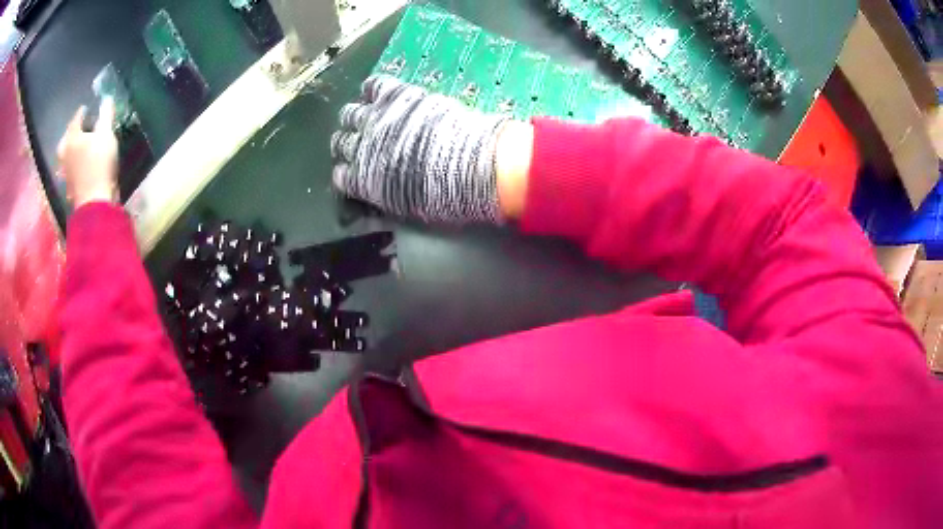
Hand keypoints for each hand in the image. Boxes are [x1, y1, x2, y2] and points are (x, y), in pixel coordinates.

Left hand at [57, 98, 118, 207]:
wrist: (94, 202)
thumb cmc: (99, 164)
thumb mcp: (106, 134)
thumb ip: (106, 115)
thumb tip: (106, 98)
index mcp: (72, 138)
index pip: (75, 119)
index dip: (82, 112)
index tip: (87, 108)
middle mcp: (65, 153)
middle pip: (66, 138)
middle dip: (72, 131)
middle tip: (79, 127)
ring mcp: (65, 171)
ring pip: (65, 155)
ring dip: (70, 148)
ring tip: (77, 145)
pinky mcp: (69, 186)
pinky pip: (68, 169)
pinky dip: (71, 163)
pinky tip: (76, 164)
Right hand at [331, 75, 530, 222]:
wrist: (468, 165)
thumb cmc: (443, 194)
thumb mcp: (409, 206)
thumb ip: (387, 194)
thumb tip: (382, 188)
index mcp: (364, 180)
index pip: (341, 175)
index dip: (345, 172)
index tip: (352, 169)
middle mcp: (362, 148)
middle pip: (341, 142)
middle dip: (346, 143)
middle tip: (360, 141)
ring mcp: (376, 119)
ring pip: (350, 114)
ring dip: (354, 116)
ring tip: (365, 116)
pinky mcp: (395, 96)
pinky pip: (373, 85)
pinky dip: (372, 88)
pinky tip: (374, 91)